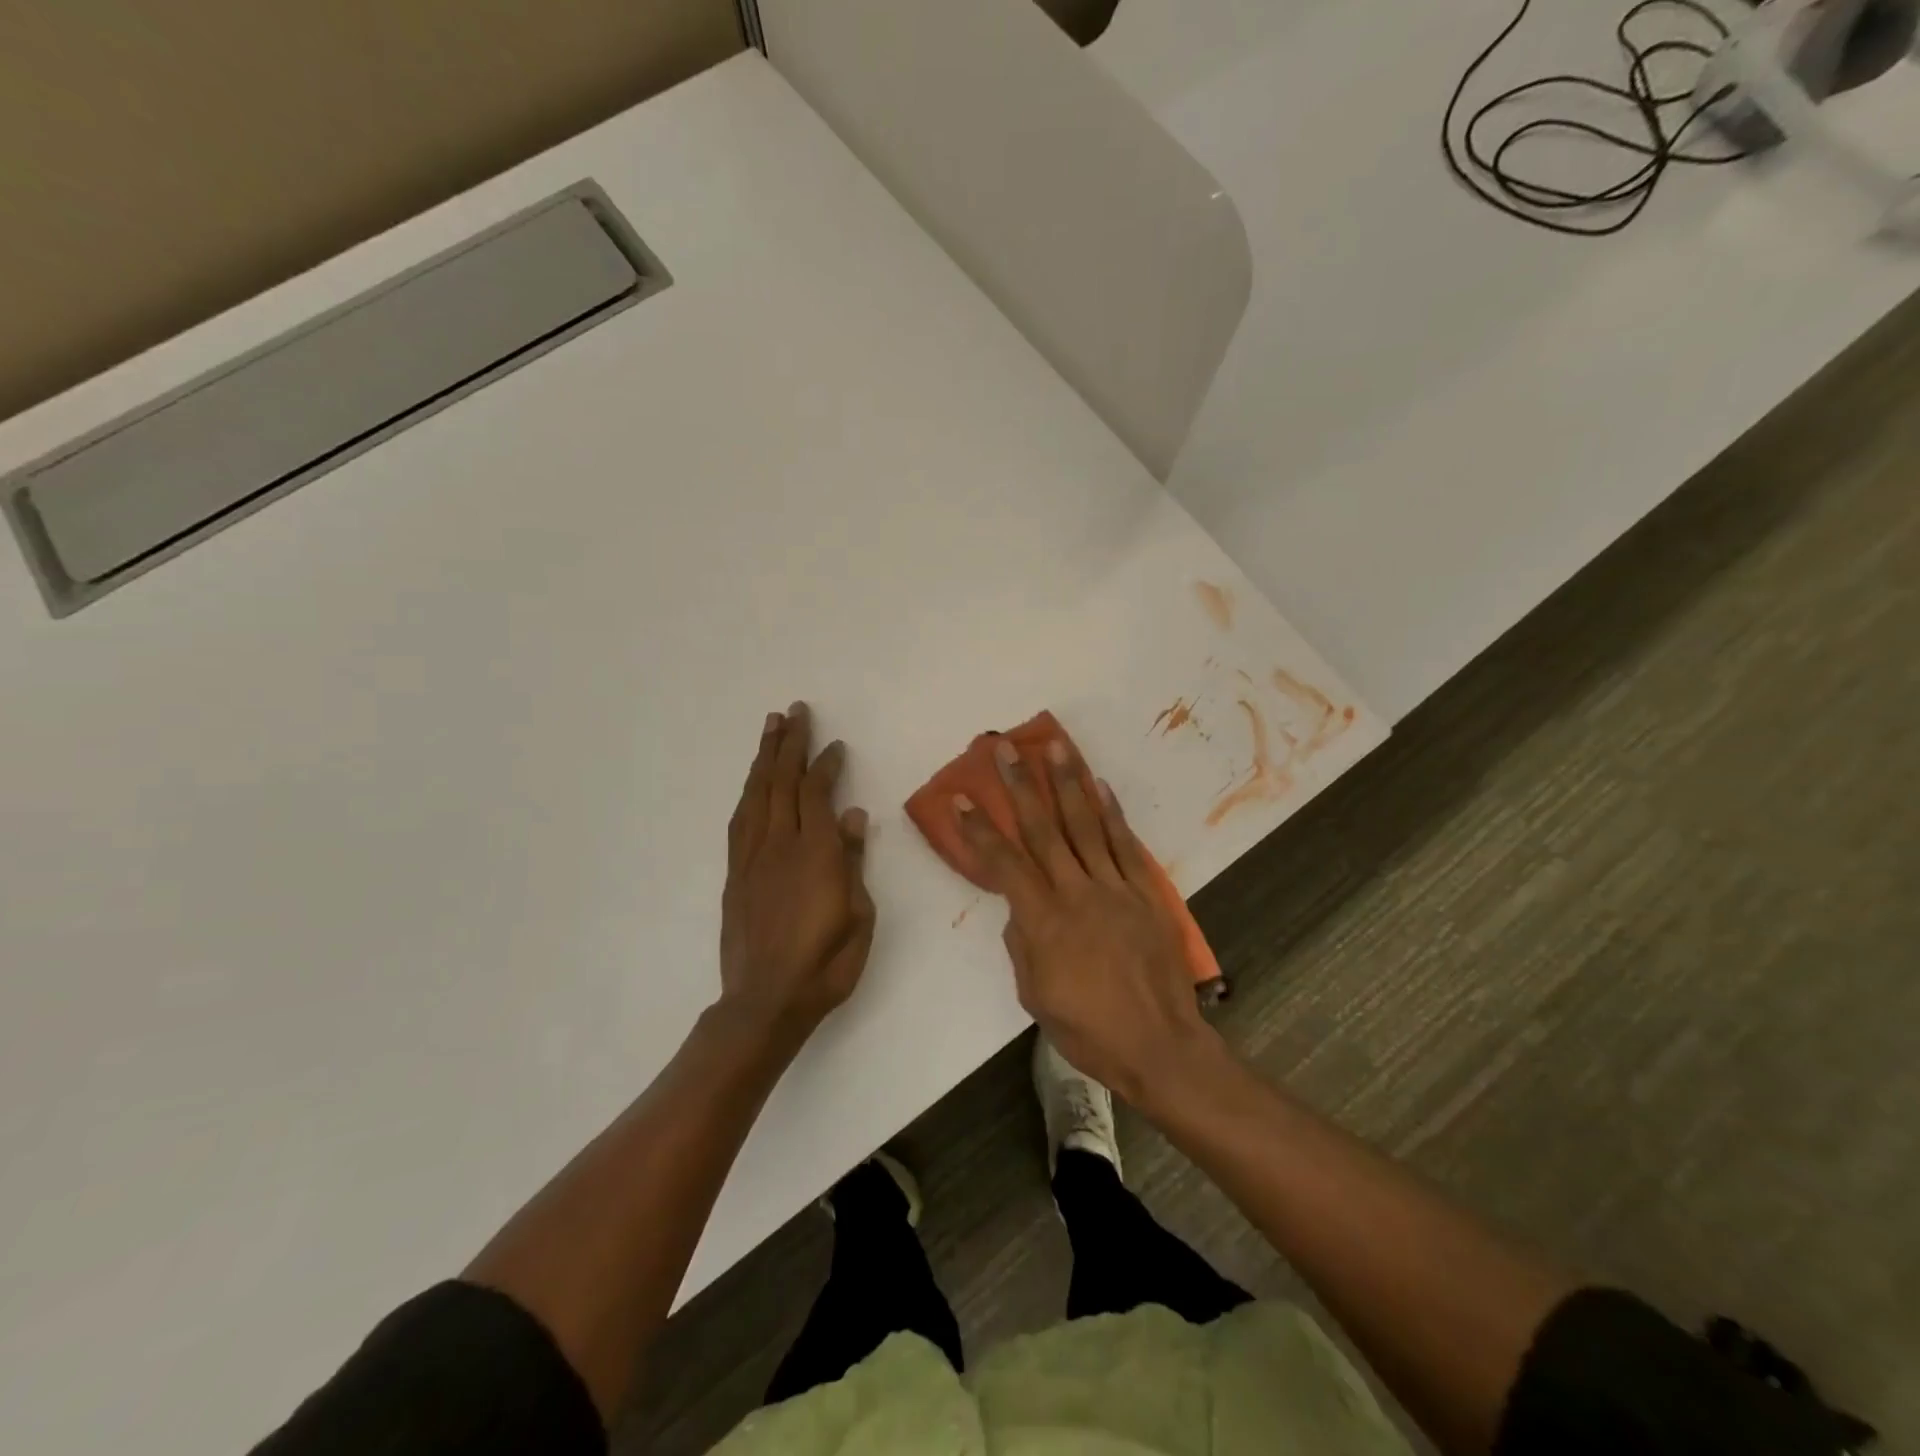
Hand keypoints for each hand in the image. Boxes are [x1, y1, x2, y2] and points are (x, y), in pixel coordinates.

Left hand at [720, 702, 875, 1046]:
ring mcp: (752, 859)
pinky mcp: (735, 875)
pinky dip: (749, 793)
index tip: (835, 745)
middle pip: (782, 783)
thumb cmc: (826, 964)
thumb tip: (854, 815)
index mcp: (815, 854)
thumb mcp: (859, 915)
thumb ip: (853, 861)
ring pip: (757, 796)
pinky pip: (740, 821)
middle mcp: (779, 846)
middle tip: (794, 711)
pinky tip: (753, 783)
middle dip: (789, 744)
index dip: (825, 765)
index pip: (817, 794)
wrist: (766, 1002)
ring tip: (770, 728)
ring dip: (764, 759)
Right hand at [954, 736, 1219, 1105]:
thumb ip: (1023, 944)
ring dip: (1069, 782)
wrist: (1159, 1046)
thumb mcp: (1035, 995)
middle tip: (1005, 748)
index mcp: (1043, 921)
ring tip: (1055, 746)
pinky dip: (1112, 813)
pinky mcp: (1145, 894)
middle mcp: (1077, 893)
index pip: (1004, 864)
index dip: (980, 830)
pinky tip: (1101, 786)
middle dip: (1021, 785)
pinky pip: (1126, 846)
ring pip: (1087, 825)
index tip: (962, 798)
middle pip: (1044, 829)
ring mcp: (1115, 889)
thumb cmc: (1089, 1030)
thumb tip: (1021, 911)